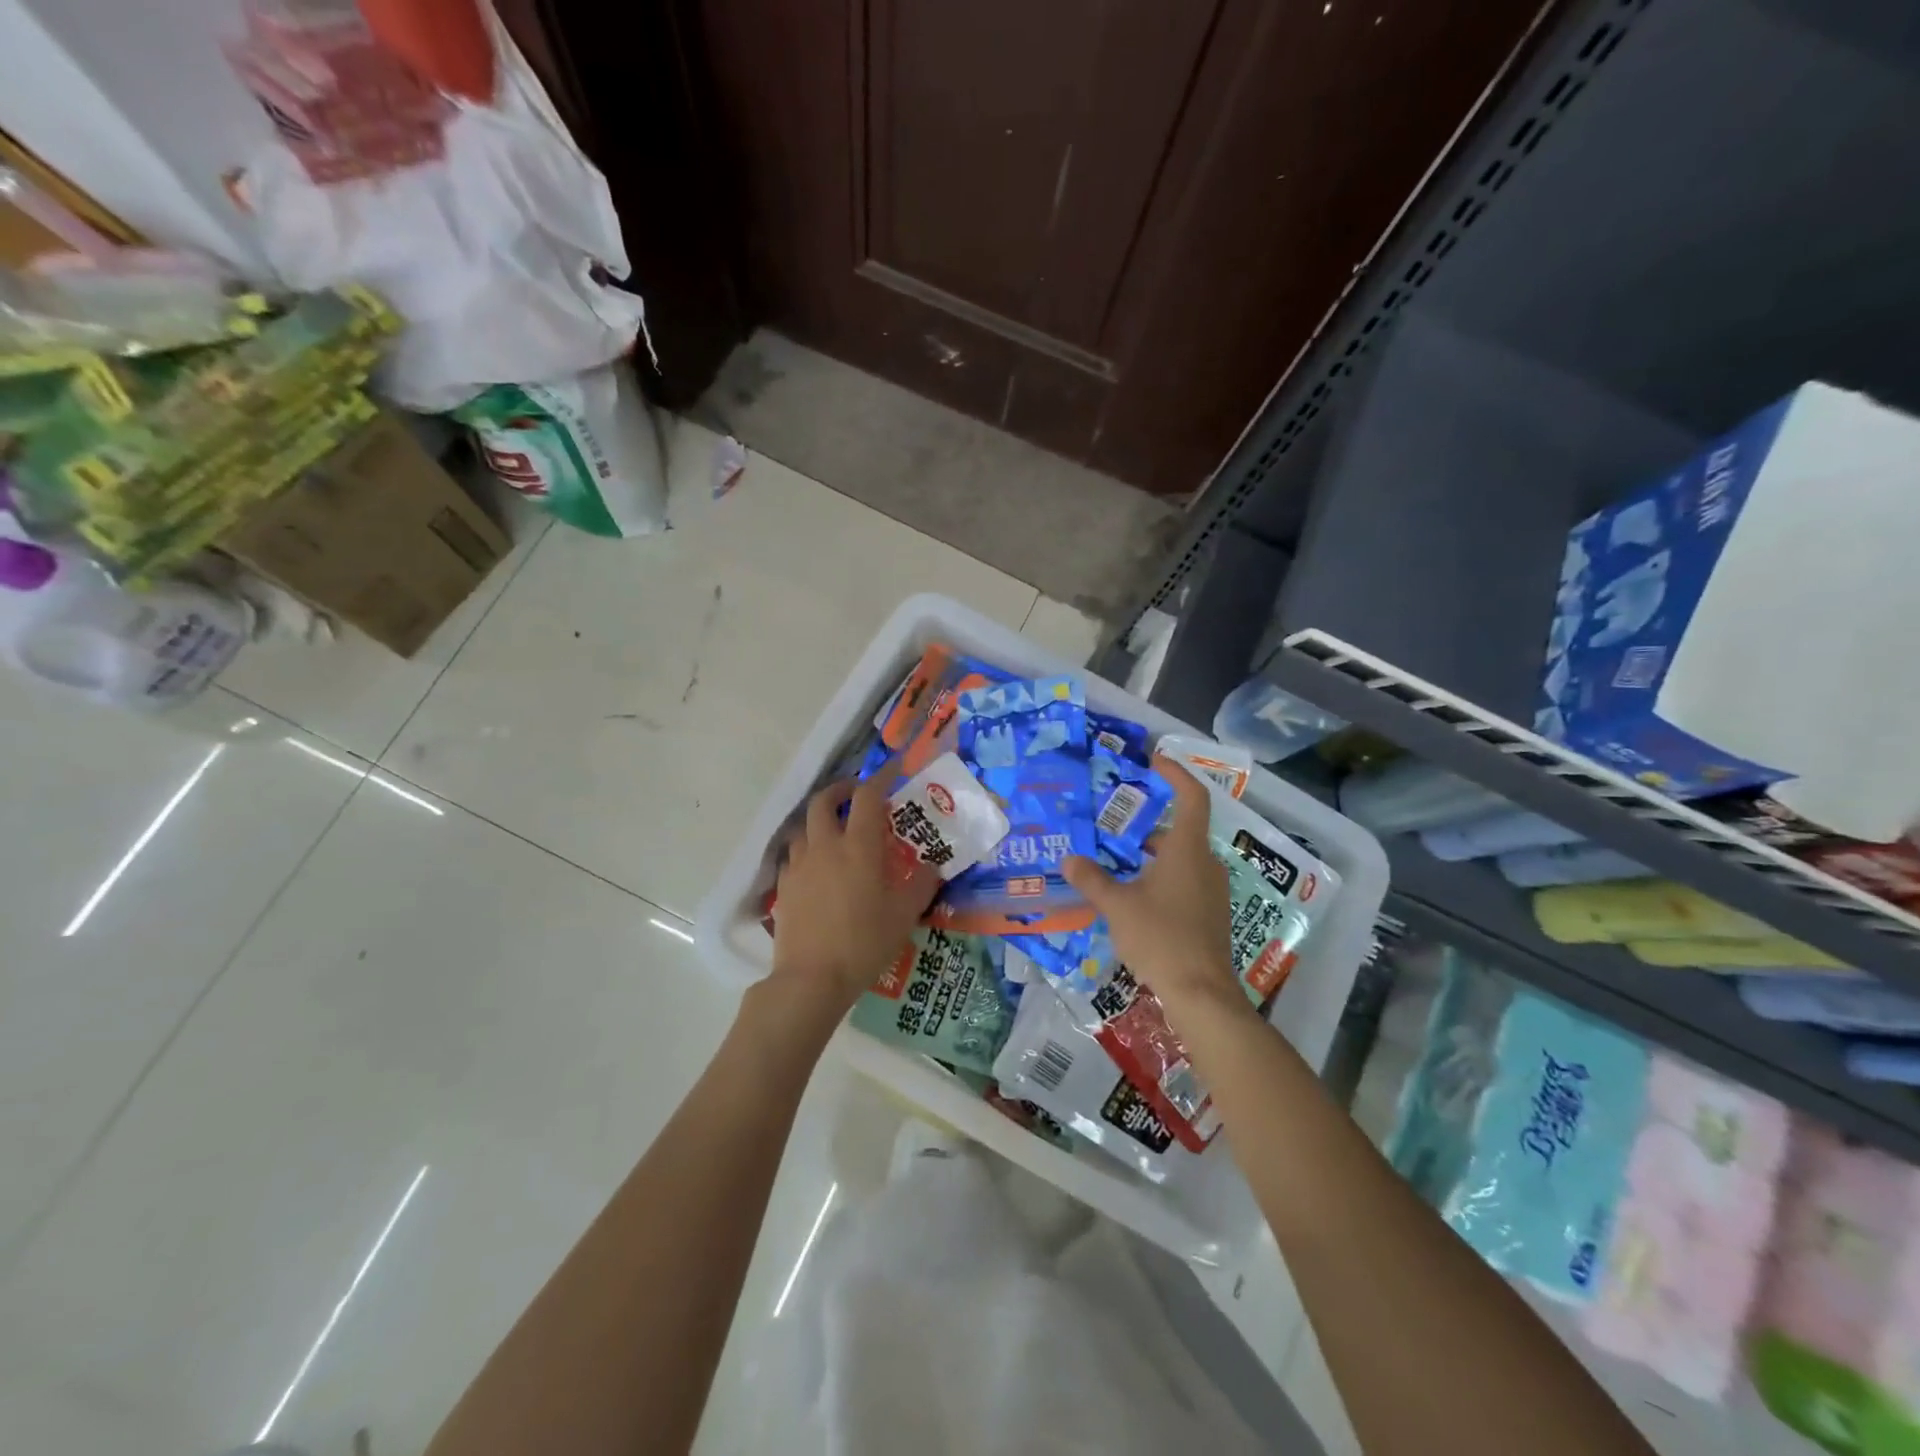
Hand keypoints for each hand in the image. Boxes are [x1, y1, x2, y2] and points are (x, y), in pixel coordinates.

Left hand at [771, 777, 940, 1014]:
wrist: (811, 978)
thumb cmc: (864, 943)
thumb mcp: (904, 916)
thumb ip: (922, 885)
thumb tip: (934, 867)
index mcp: (859, 846)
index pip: (868, 797)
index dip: (880, 778)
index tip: (891, 772)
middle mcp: (825, 846)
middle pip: (823, 801)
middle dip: (840, 790)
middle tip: (855, 796)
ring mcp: (799, 865)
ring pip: (803, 827)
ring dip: (819, 821)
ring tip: (834, 832)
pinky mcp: (783, 887)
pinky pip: (793, 856)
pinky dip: (806, 850)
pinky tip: (817, 869)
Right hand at [1063, 756, 1250, 1022]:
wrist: (1201, 992)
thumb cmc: (1160, 937)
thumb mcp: (1118, 906)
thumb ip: (1092, 879)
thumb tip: (1069, 859)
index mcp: (1187, 850)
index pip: (1191, 797)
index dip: (1176, 773)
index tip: (1154, 760)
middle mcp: (1205, 864)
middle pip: (1181, 829)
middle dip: (1149, 823)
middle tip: (1116, 822)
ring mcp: (1211, 890)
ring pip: (1182, 857)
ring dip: (1153, 854)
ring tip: (1118, 862)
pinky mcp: (1210, 914)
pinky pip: (1186, 880)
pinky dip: (1161, 876)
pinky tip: (1135, 896)